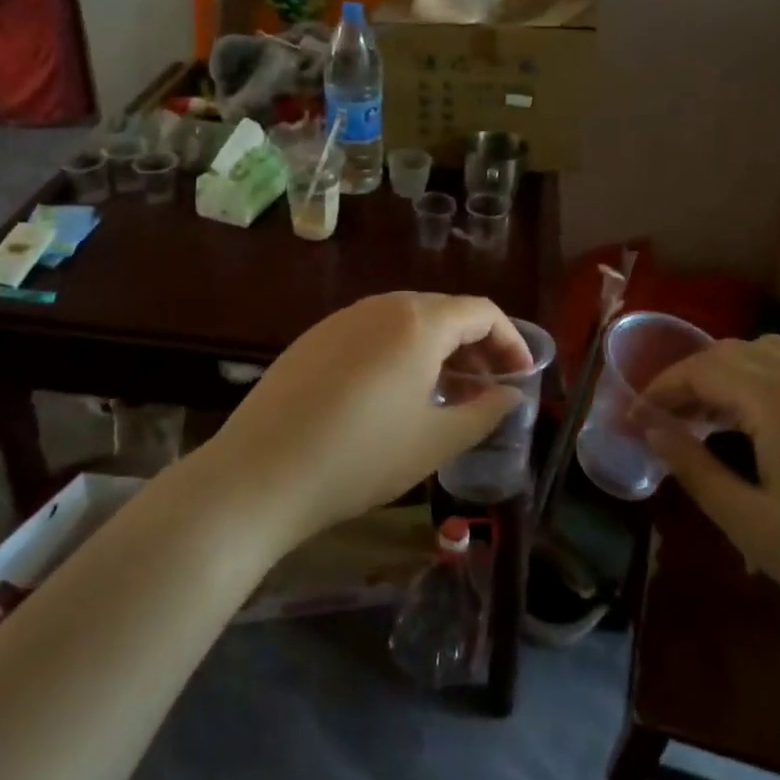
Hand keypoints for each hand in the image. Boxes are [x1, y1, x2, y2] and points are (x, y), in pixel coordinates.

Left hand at [201, 293, 532, 548]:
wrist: (259, 474)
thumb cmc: (361, 457)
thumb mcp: (435, 441)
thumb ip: (484, 412)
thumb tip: (511, 395)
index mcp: (418, 322)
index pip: (481, 311)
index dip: (510, 340)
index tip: (520, 376)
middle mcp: (381, 306)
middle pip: (443, 311)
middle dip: (474, 344)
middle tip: (486, 386)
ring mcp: (342, 319)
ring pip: (405, 320)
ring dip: (436, 348)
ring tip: (443, 392)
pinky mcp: (313, 338)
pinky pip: (371, 332)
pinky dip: (398, 351)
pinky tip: (391, 393)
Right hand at [641, 336, 779, 663]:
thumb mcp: (752, 524)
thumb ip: (694, 467)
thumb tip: (651, 428)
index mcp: (779, 400)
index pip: (703, 368)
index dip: (662, 386)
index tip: (636, 415)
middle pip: (736, 352)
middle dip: (694, 376)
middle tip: (670, 419)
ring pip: (773, 355)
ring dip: (732, 373)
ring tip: (714, 418)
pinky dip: (769, 380)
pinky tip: (769, 427)